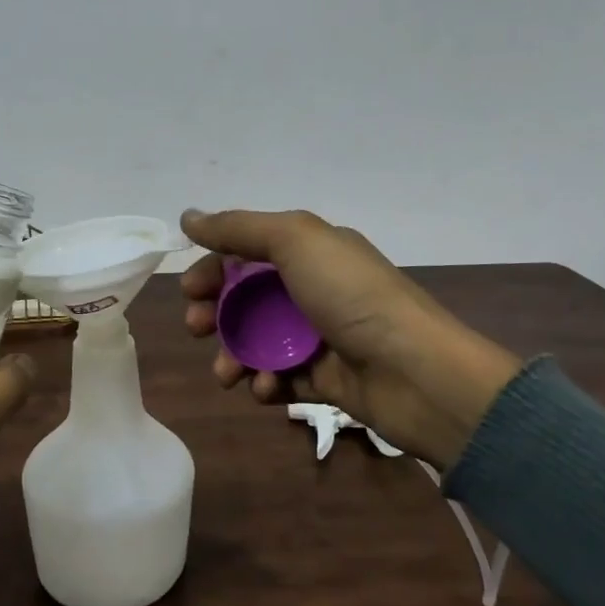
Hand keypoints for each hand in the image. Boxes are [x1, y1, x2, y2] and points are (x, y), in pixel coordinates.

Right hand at [179, 208, 522, 469]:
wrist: (415, 372)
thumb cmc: (352, 296)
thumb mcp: (296, 242)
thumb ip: (239, 228)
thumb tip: (188, 217)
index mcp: (313, 251)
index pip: (248, 252)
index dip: (215, 268)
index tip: (189, 289)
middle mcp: (315, 289)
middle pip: (248, 298)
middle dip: (216, 312)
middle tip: (197, 328)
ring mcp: (321, 336)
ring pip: (259, 341)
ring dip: (233, 354)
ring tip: (227, 373)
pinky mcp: (326, 379)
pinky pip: (281, 377)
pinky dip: (266, 382)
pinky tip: (265, 388)